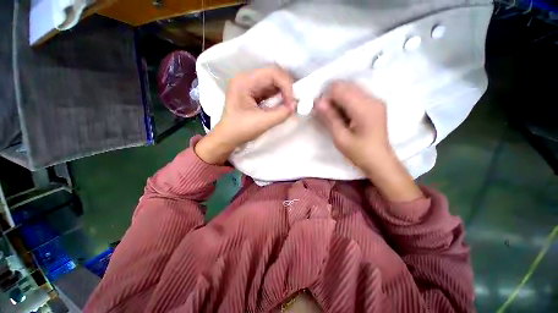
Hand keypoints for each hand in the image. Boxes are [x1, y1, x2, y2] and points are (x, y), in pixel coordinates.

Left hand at [195, 67, 296, 164]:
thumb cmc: (240, 130)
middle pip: (273, 76)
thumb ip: (280, 114)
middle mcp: (247, 79)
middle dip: (286, 89)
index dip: (286, 85)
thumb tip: (294, 106)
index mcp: (244, 81)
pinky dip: (278, 98)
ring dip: (283, 93)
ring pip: (273, 83)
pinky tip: (282, 105)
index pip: (272, 73)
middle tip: (293, 102)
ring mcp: (250, 86)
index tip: (292, 102)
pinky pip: (270, 91)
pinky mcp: (253, 94)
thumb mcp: (261, 122)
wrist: (227, 138)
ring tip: (289, 104)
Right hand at [315, 81, 422, 201]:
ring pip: (350, 89)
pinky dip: (345, 102)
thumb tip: (318, 102)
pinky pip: (356, 95)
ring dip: (338, 99)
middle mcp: (372, 99)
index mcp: (364, 107)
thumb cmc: (359, 152)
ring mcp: (375, 101)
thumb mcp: (340, 138)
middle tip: (325, 113)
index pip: (340, 89)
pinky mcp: (375, 105)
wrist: (379, 161)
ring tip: (334, 115)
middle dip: (332, 97)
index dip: (326, 97)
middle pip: (346, 86)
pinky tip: (343, 115)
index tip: (320, 110)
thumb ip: (330, 118)